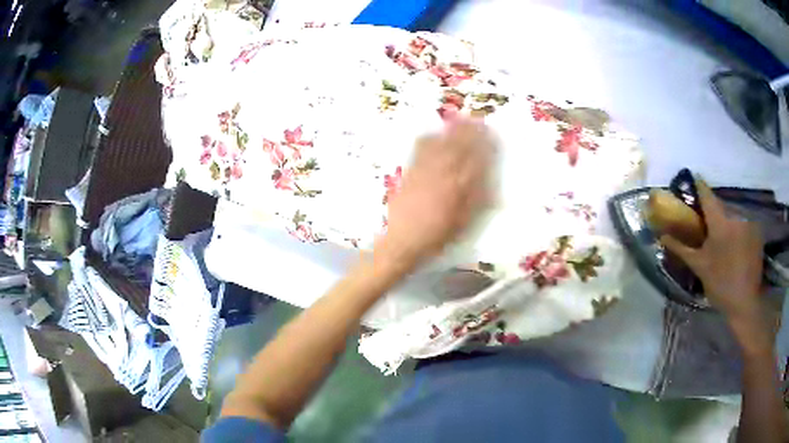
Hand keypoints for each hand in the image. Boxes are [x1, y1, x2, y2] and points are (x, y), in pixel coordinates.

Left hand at [377, 119, 494, 268]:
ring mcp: (423, 169)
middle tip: (477, 120)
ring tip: (460, 120)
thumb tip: (488, 177)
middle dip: (469, 130)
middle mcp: (441, 172)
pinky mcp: (409, 172)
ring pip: (440, 143)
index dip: (484, 143)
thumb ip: (477, 197)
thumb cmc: (437, 235)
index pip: (475, 156)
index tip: (491, 133)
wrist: (402, 241)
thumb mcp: (464, 220)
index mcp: (458, 185)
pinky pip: (420, 149)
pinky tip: (433, 134)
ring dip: (451, 130)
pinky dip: (429, 138)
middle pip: (457, 144)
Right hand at [660, 180, 763, 323]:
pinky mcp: (756, 231)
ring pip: (733, 214)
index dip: (698, 186)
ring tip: (723, 239)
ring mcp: (748, 222)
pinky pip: (743, 223)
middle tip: (707, 223)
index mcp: (720, 222)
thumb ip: (682, 248)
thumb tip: (662, 236)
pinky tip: (736, 245)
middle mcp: (735, 215)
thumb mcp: (699, 266)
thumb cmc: (720, 284)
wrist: (745, 301)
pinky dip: (738, 229)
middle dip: (713, 211)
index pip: (706, 194)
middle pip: (721, 205)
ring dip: (726, 221)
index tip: (692, 180)